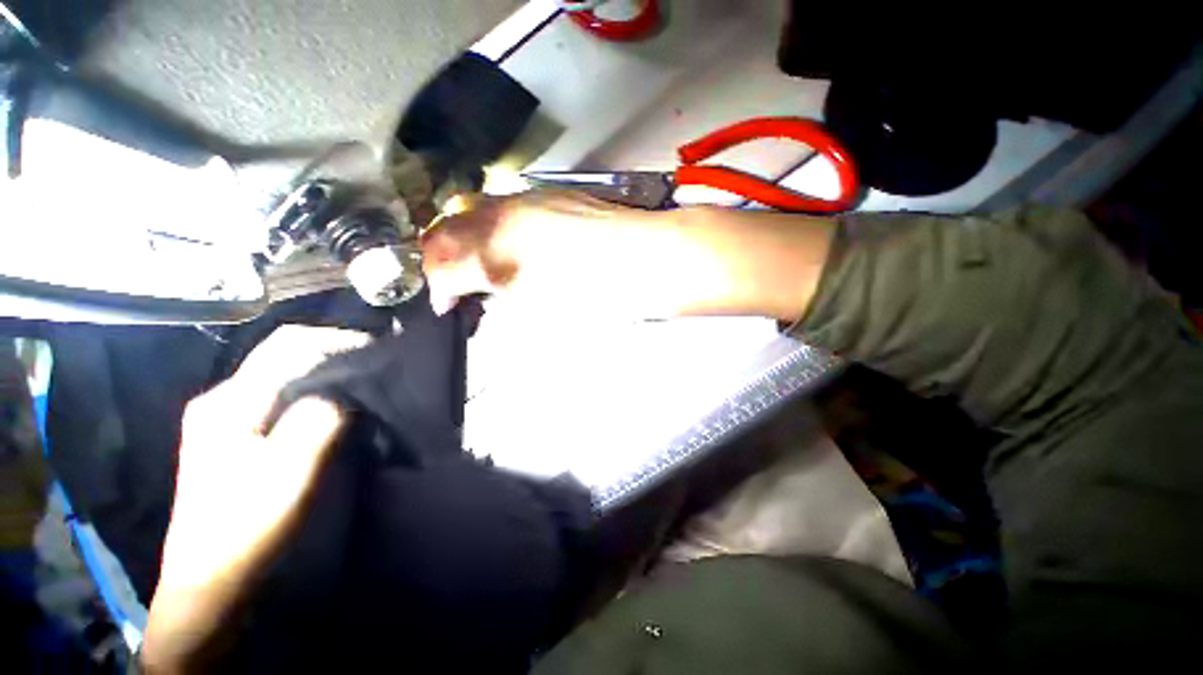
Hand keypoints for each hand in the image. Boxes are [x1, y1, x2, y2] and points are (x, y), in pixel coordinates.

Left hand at [142, 326, 369, 672]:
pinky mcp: (233, 439)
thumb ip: (319, 418)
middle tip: (375, 365)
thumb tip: (345, 390)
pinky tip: (333, 407)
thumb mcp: (290, 469)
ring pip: (284, 378)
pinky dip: (313, 394)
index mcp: (229, 401)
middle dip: (333, 355)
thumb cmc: (248, 526)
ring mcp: (224, 420)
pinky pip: (281, 399)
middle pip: (284, 358)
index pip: (287, 345)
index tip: (377, 348)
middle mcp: (222, 399)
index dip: (337, 340)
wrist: (211, 580)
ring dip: (326, 375)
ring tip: (362, 382)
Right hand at [421, 191, 836, 321]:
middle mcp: (504, 217)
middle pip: (448, 230)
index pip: (441, 262)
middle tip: (459, 287)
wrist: (652, 262)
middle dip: (444, 260)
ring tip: (482, 268)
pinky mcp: (548, 196)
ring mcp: (527, 201)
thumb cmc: (603, 297)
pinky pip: (502, 206)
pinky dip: (492, 227)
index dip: (438, 286)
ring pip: (472, 212)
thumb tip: (472, 299)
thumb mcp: (544, 311)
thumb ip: (499, 300)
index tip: (447, 306)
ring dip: (466, 241)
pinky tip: (509, 246)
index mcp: (501, 253)